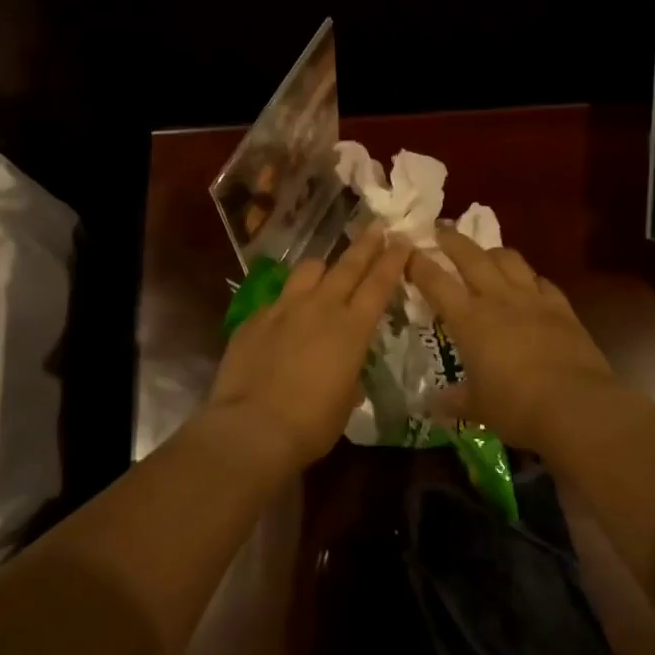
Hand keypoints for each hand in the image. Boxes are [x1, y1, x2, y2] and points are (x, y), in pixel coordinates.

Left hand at [204, 226, 410, 473]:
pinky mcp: (255, 318)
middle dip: (366, 245)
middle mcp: (320, 307)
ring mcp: (284, 308)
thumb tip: (345, 370)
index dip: (392, 260)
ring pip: (308, 270)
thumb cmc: (312, 423)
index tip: (401, 240)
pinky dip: (288, 299)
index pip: (378, 284)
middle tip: (377, 227)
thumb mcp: (345, 400)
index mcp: (352, 329)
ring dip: (323, 266)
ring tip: (327, 269)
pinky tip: (285, 313)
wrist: (253, 427)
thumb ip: (349, 373)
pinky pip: (277, 297)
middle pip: (347, 266)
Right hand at [406, 230, 616, 448]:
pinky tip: (528, 283)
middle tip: (440, 230)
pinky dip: (529, 277)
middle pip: (471, 256)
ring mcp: (533, 299)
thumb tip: (434, 403)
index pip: (436, 282)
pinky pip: (541, 280)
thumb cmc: (515, 406)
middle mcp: (498, 299)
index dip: (418, 264)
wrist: (576, 406)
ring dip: (492, 251)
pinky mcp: (562, 308)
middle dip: (452, 240)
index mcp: (469, 319)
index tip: (406, 250)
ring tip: (485, 254)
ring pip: (509, 259)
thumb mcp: (477, 407)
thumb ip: (453, 400)